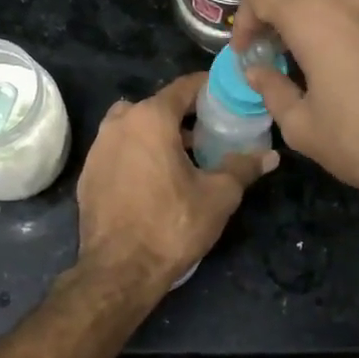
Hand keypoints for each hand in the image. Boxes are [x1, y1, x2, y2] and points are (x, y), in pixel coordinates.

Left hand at [75, 73, 277, 290]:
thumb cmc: (172, 225)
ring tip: (183, 156)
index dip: (209, 88)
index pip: (184, 87)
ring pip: (134, 127)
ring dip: (158, 134)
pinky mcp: (88, 173)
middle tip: (210, 131)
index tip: (228, 96)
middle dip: (184, 115)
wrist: (119, 270)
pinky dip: (137, 154)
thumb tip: (270, 156)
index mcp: (150, 118)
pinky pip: (118, 150)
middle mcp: (119, 123)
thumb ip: (243, 168)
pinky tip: (153, 179)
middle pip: (157, 106)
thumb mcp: (218, 196)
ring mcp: (98, 148)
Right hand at [234, 0, 358, 203]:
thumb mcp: (304, 127)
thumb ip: (272, 90)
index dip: (245, 21)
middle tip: (284, 63)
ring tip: (330, 65)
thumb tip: (258, 71)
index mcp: (316, 15)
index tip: (249, 53)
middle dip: (286, 26)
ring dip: (327, 27)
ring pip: (345, 3)